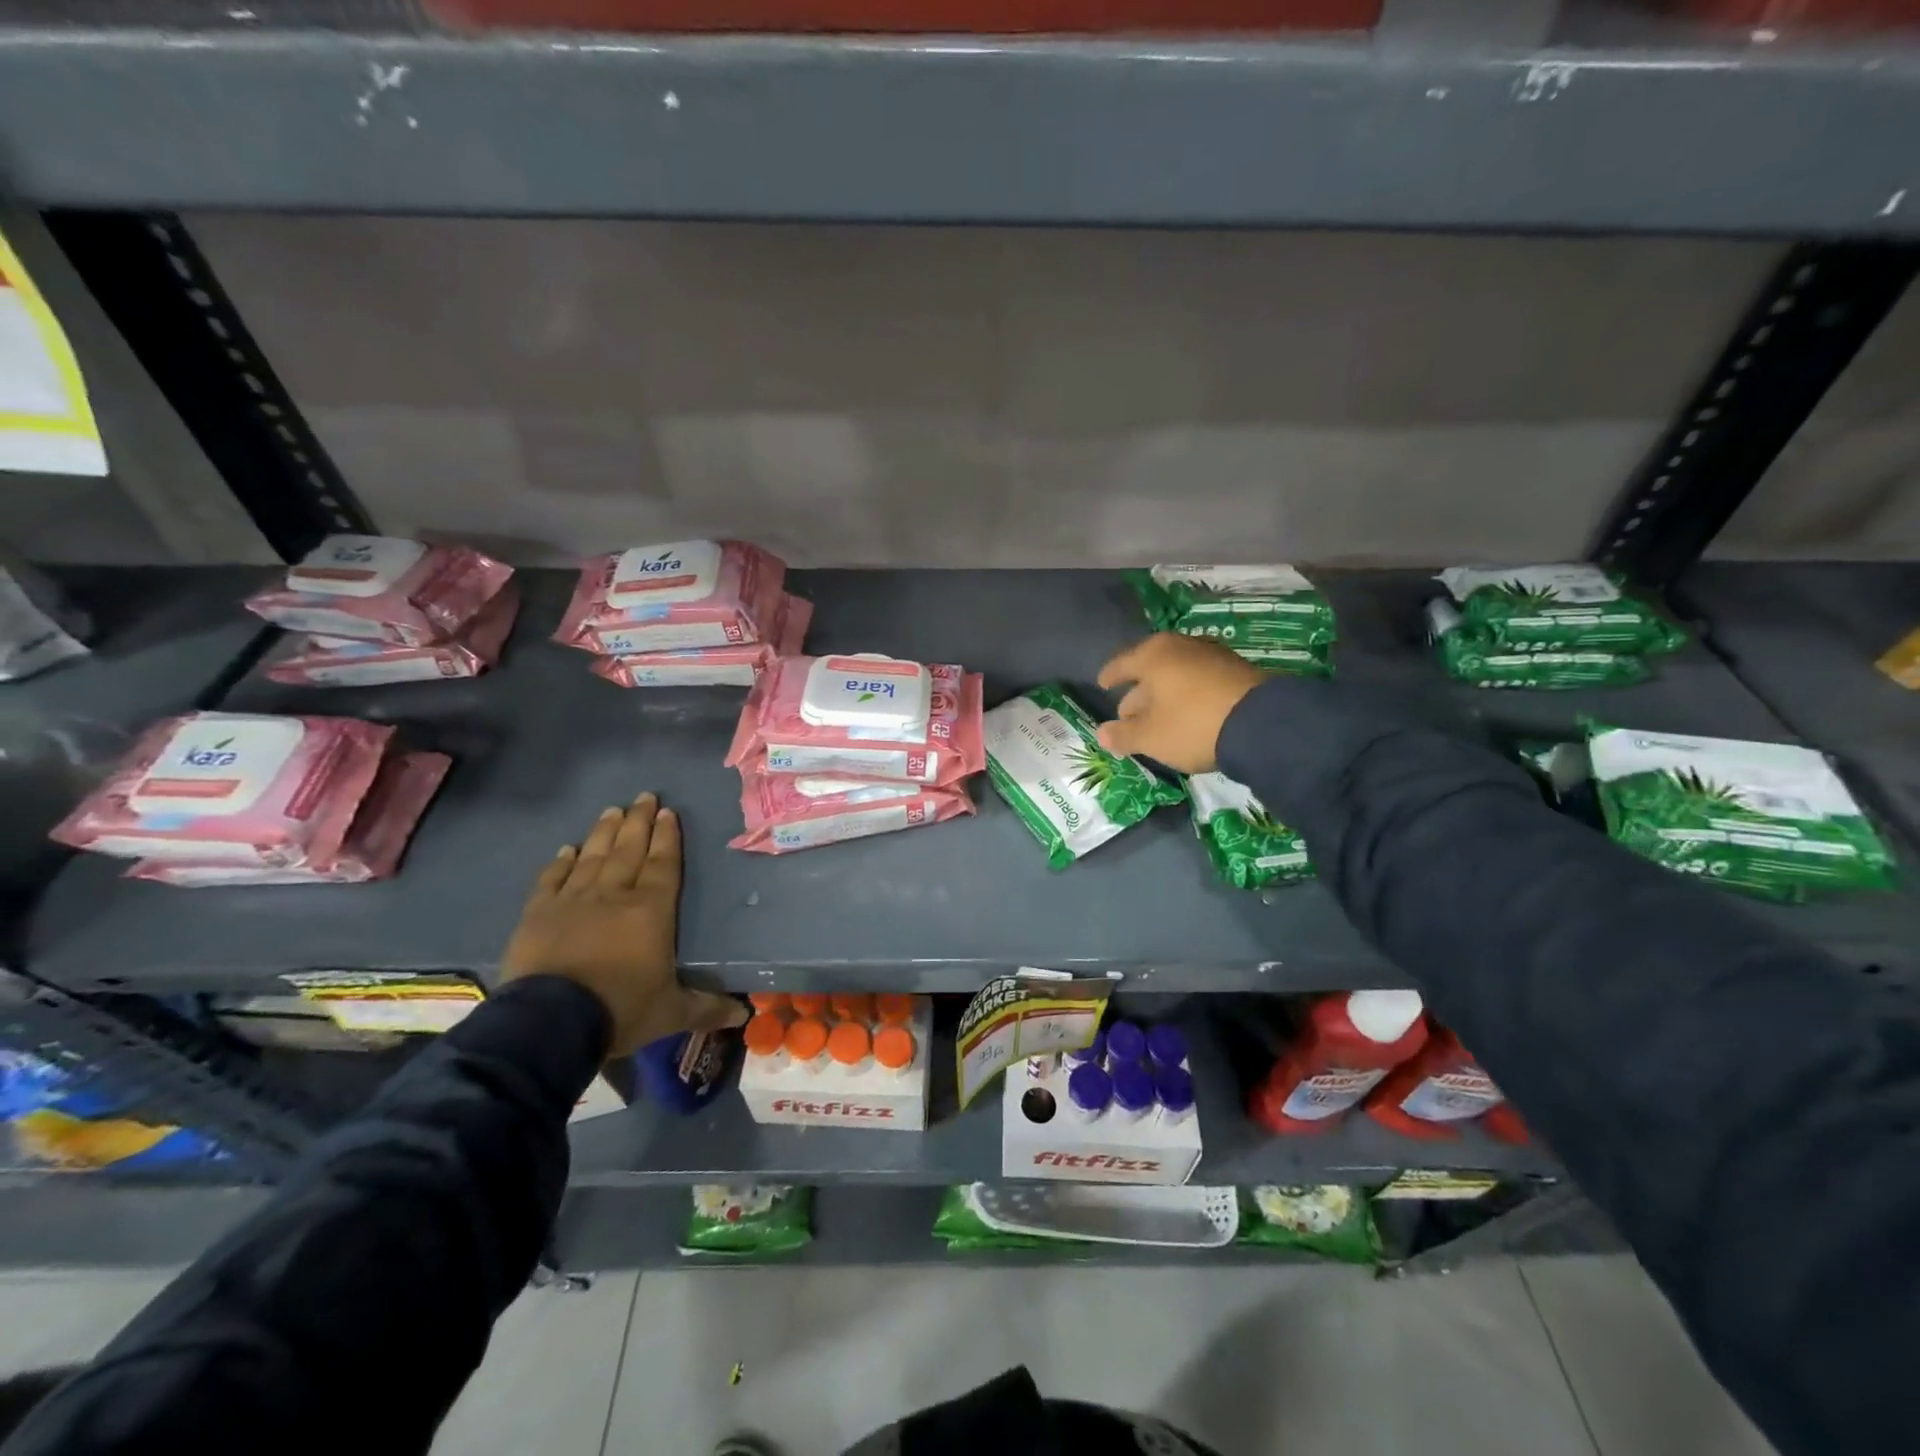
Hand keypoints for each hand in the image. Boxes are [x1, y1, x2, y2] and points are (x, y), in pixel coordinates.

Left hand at [501, 792, 744, 1056]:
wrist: (549, 1024)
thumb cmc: (620, 1010)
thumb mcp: (671, 1013)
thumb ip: (707, 1008)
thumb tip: (744, 1017)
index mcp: (651, 911)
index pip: (662, 864)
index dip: (667, 837)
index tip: (668, 812)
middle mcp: (614, 896)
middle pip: (629, 850)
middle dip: (639, 822)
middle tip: (644, 796)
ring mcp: (573, 901)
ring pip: (593, 857)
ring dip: (604, 832)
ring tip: (612, 810)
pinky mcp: (538, 915)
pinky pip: (552, 880)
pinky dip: (561, 862)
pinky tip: (567, 849)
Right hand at [1096, 633, 1267, 773]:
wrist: (1261, 723)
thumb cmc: (1191, 725)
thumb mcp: (1150, 737)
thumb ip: (1122, 735)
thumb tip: (1101, 733)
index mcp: (1153, 655)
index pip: (1121, 664)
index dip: (1109, 677)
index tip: (1102, 685)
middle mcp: (1180, 646)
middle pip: (1150, 668)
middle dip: (1137, 691)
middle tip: (1128, 714)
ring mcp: (1211, 654)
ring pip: (1176, 674)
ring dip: (1164, 694)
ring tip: (1159, 717)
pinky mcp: (1235, 668)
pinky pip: (1198, 679)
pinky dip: (1187, 694)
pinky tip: (1187, 713)